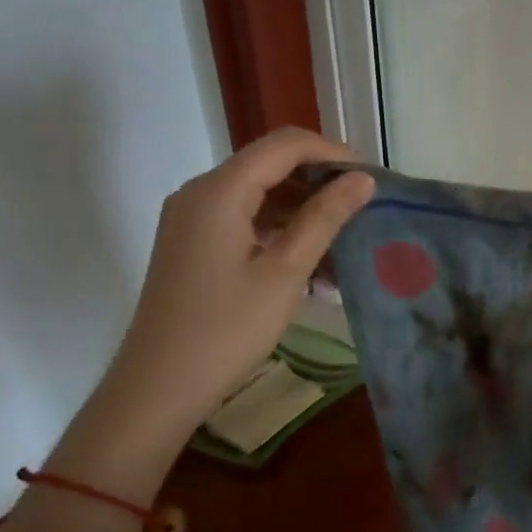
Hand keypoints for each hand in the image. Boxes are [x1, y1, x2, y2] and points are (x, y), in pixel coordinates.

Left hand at [93, 129, 374, 450]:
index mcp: (219, 190)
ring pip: (257, 196)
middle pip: (268, 166)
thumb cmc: (227, 329)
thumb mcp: (285, 272)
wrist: (160, 385)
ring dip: (301, 212)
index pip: (284, 145)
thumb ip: (324, 219)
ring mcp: (191, 220)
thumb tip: (362, 180)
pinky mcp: (192, 245)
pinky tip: (312, 263)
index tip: (371, 180)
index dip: (331, 154)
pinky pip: (242, 222)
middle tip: (363, 211)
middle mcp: (200, 193)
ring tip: (345, 241)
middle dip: (318, 183)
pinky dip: (278, 233)